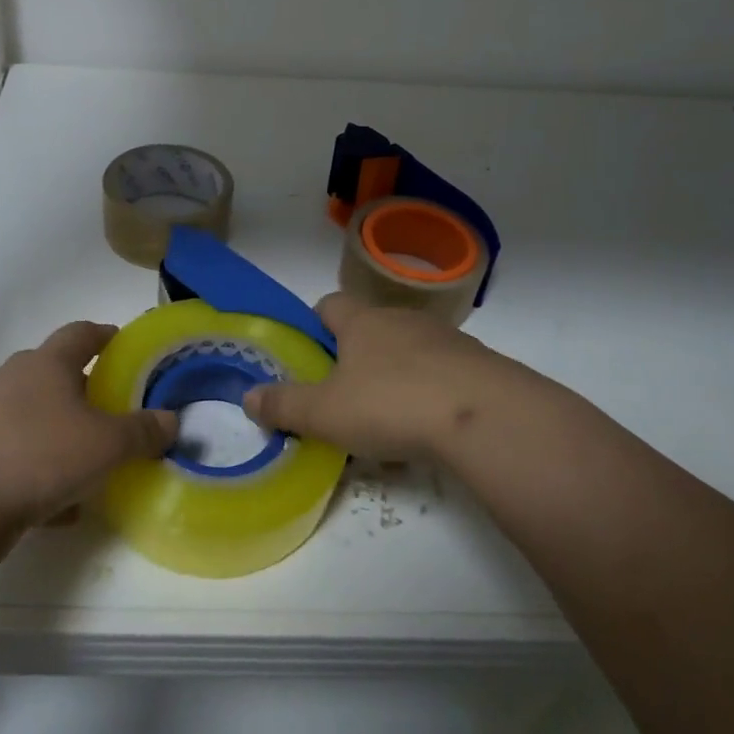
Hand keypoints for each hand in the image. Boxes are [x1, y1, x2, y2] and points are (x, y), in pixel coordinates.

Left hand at [0, 321, 177, 542]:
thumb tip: (171, 420)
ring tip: (93, 458)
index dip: (106, 335)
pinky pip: (19, 458)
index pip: (81, 333)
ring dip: (63, 434)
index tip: (125, 344)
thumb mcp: (107, 444)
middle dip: (86, 389)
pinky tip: (63, 505)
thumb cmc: (40, 454)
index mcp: (48, 364)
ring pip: (36, 418)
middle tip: (116, 408)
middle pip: (56, 374)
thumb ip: (142, 432)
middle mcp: (15, 380)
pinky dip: (43, 473)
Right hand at [242, 294, 548, 461]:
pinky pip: (442, 375)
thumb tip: (247, 397)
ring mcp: (445, 340)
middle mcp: (402, 320)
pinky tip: (427, 429)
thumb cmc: (391, 403)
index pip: (329, 304)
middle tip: (342, 395)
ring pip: (408, 351)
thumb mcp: (326, 412)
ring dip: (394, 375)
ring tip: (386, 419)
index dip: (314, 324)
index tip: (308, 353)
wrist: (486, 416)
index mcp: (362, 322)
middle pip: (370, 327)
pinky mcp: (478, 366)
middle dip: (354, 356)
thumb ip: (284, 405)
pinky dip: (429, 394)